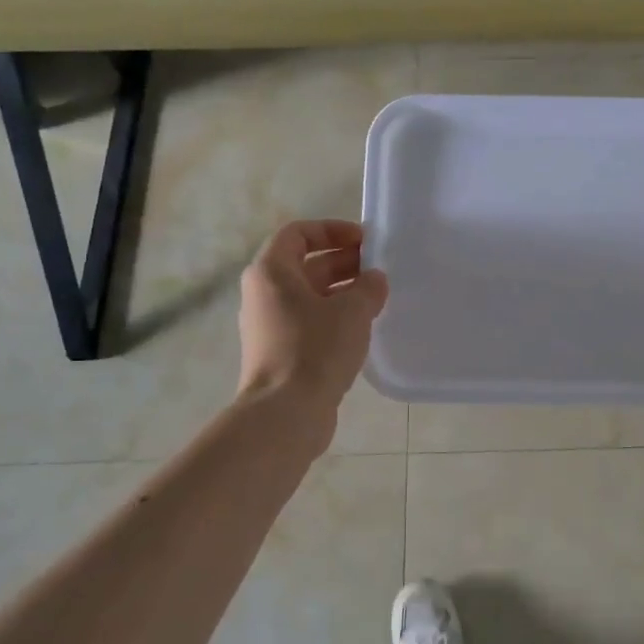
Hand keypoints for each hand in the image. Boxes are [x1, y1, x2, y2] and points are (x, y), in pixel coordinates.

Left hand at [237, 220, 388, 434]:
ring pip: (309, 296)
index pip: (298, 233)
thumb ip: (368, 288)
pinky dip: (335, 317)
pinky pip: (310, 322)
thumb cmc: (315, 350)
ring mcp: (270, 326)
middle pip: (305, 265)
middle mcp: (264, 294)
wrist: (285, 413)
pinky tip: (363, 329)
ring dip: (342, 291)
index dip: (332, 230)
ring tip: (377, 298)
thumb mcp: (352, 311)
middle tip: (379, 269)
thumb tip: (374, 280)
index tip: (365, 241)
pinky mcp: (281, 353)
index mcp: (271, 272)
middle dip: (343, 262)